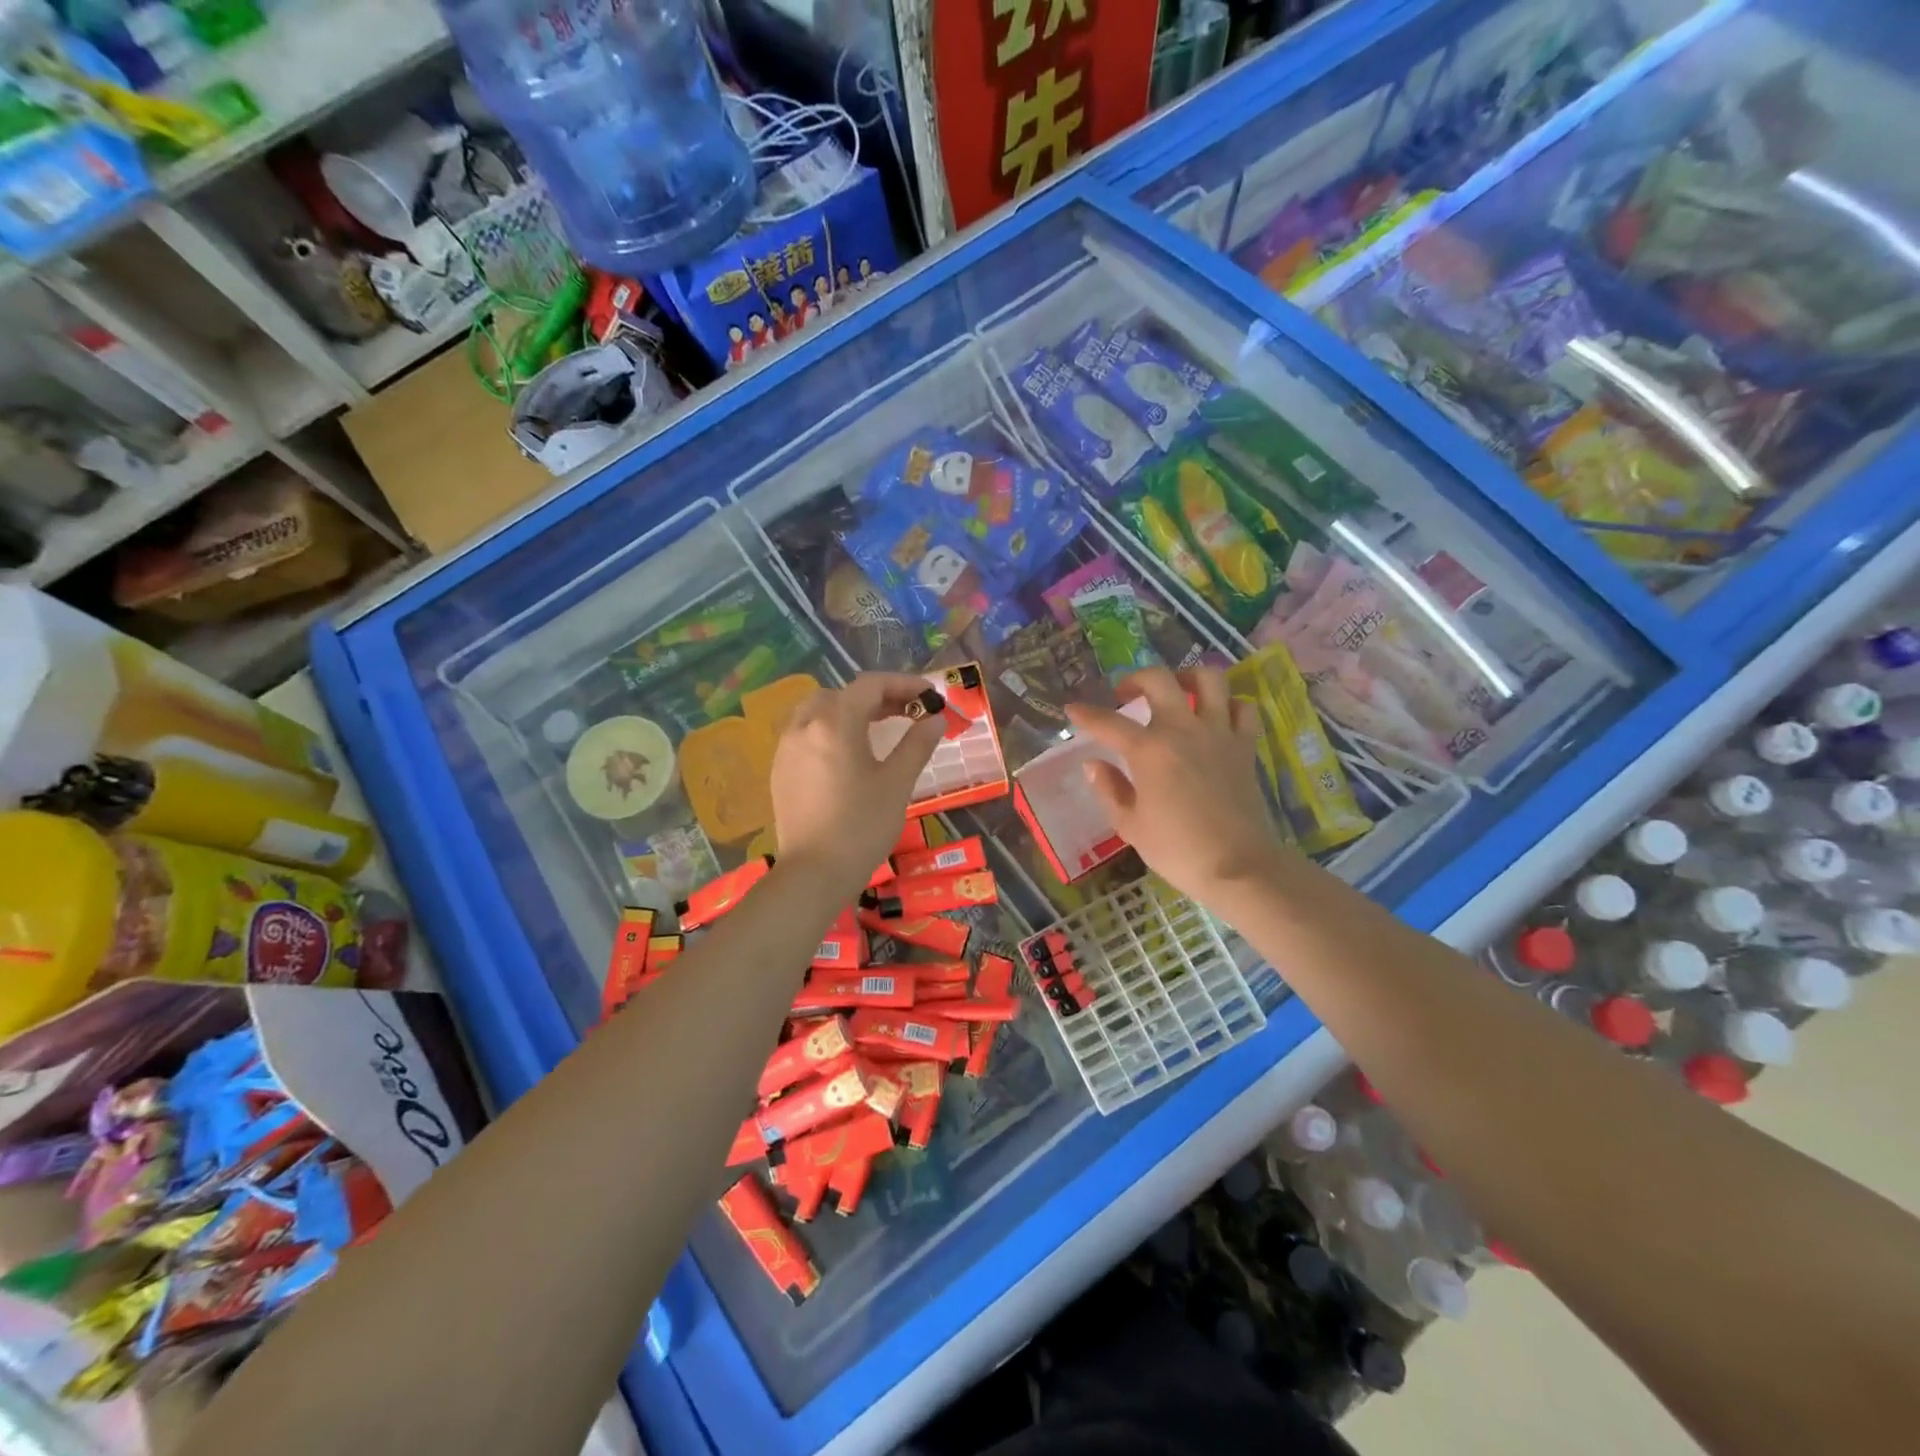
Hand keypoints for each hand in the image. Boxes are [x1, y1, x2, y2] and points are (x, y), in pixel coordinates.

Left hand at [770, 673, 943, 895]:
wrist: (814, 873)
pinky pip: (805, 732)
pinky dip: (830, 729)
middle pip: (843, 694)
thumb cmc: (862, 826)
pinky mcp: (780, 769)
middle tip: (908, 712)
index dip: (904, 684)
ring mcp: (787, 747)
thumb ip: (916, 744)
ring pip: (819, 710)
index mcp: (835, 723)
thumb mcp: (897, 783)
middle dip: (877, 697)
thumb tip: (935, 719)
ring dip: (850, 710)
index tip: (930, 697)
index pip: (870, 685)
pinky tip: (848, 753)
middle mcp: (805, 726)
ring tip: (877, 728)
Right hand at [1065, 667, 1278, 905]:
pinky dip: (1229, 704)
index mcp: (1149, 750)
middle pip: (1159, 680)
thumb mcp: (1130, 825)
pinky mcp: (1245, 746)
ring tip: (1176, 690)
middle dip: (1135, 679)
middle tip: (1125, 694)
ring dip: (1187, 677)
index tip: (1072, 710)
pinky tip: (1217, 715)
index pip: (1108, 723)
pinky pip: (1243, 708)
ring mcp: (1219, 733)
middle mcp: (1183, 730)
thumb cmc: (1177, 849)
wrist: (1238, 867)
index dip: (1086, 714)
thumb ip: (1109, 789)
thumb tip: (1094, 764)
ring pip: (1208, 680)